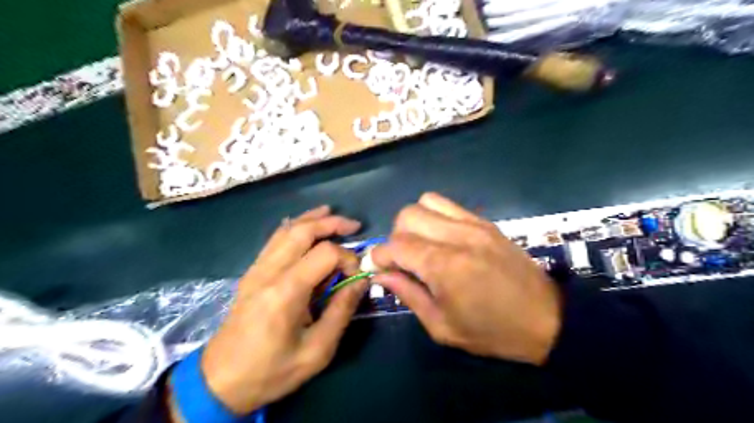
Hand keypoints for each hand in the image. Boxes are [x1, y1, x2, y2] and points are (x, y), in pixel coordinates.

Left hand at [198, 206, 366, 414]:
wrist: (220, 381)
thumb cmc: (271, 370)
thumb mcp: (317, 351)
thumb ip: (342, 311)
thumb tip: (361, 281)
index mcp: (286, 291)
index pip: (325, 253)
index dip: (347, 258)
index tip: (356, 277)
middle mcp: (269, 271)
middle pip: (303, 230)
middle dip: (331, 223)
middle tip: (354, 225)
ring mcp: (257, 269)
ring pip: (286, 230)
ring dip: (312, 219)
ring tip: (332, 214)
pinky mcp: (252, 273)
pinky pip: (275, 240)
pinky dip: (294, 227)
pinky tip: (304, 226)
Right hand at [371, 193, 558, 365]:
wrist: (547, 319)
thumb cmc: (491, 331)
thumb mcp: (442, 326)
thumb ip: (408, 295)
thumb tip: (381, 275)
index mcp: (443, 266)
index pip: (394, 245)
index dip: (379, 257)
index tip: (379, 269)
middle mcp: (455, 236)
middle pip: (407, 215)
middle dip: (395, 237)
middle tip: (403, 260)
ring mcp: (473, 223)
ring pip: (425, 202)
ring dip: (414, 222)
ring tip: (421, 245)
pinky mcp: (485, 221)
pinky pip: (448, 204)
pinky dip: (435, 215)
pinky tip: (441, 237)